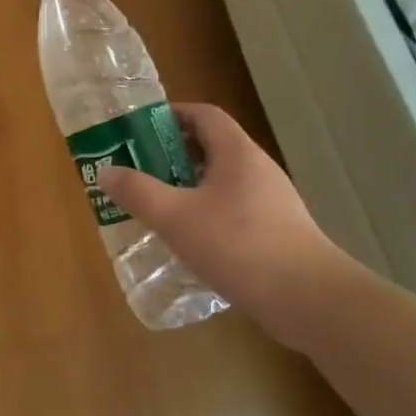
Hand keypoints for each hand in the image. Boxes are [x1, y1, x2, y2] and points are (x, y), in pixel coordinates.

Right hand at [98, 103, 346, 346]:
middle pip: (212, 148)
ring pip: (222, 183)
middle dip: (173, 156)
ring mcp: (272, 203)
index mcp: (237, 153)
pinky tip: (190, 243)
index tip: (140, 130)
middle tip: (140, 172)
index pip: (204, 115)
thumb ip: (138, 192)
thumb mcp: (176, 217)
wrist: (309, 300)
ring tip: (158, 208)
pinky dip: (207, 216)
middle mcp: (258, 170)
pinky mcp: (277, 233)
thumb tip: (106, 172)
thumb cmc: (239, 246)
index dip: (172, 115)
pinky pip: (234, 211)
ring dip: (189, 188)